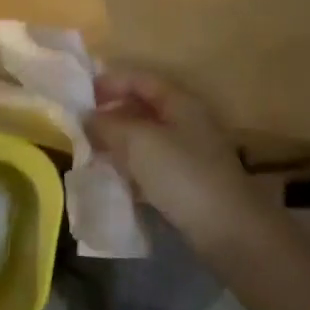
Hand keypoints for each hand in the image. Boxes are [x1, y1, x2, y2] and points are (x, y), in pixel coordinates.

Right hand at [87, 70, 257, 260]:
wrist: (228, 230)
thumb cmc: (181, 174)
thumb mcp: (138, 142)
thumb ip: (108, 125)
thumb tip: (86, 118)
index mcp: (180, 102)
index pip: (140, 79)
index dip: (110, 82)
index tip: (81, 96)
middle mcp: (187, 122)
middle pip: (143, 107)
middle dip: (111, 114)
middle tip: (81, 126)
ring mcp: (189, 153)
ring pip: (146, 138)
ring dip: (118, 142)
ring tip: (90, 152)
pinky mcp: (188, 182)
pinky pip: (152, 165)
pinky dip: (131, 166)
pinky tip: (113, 178)